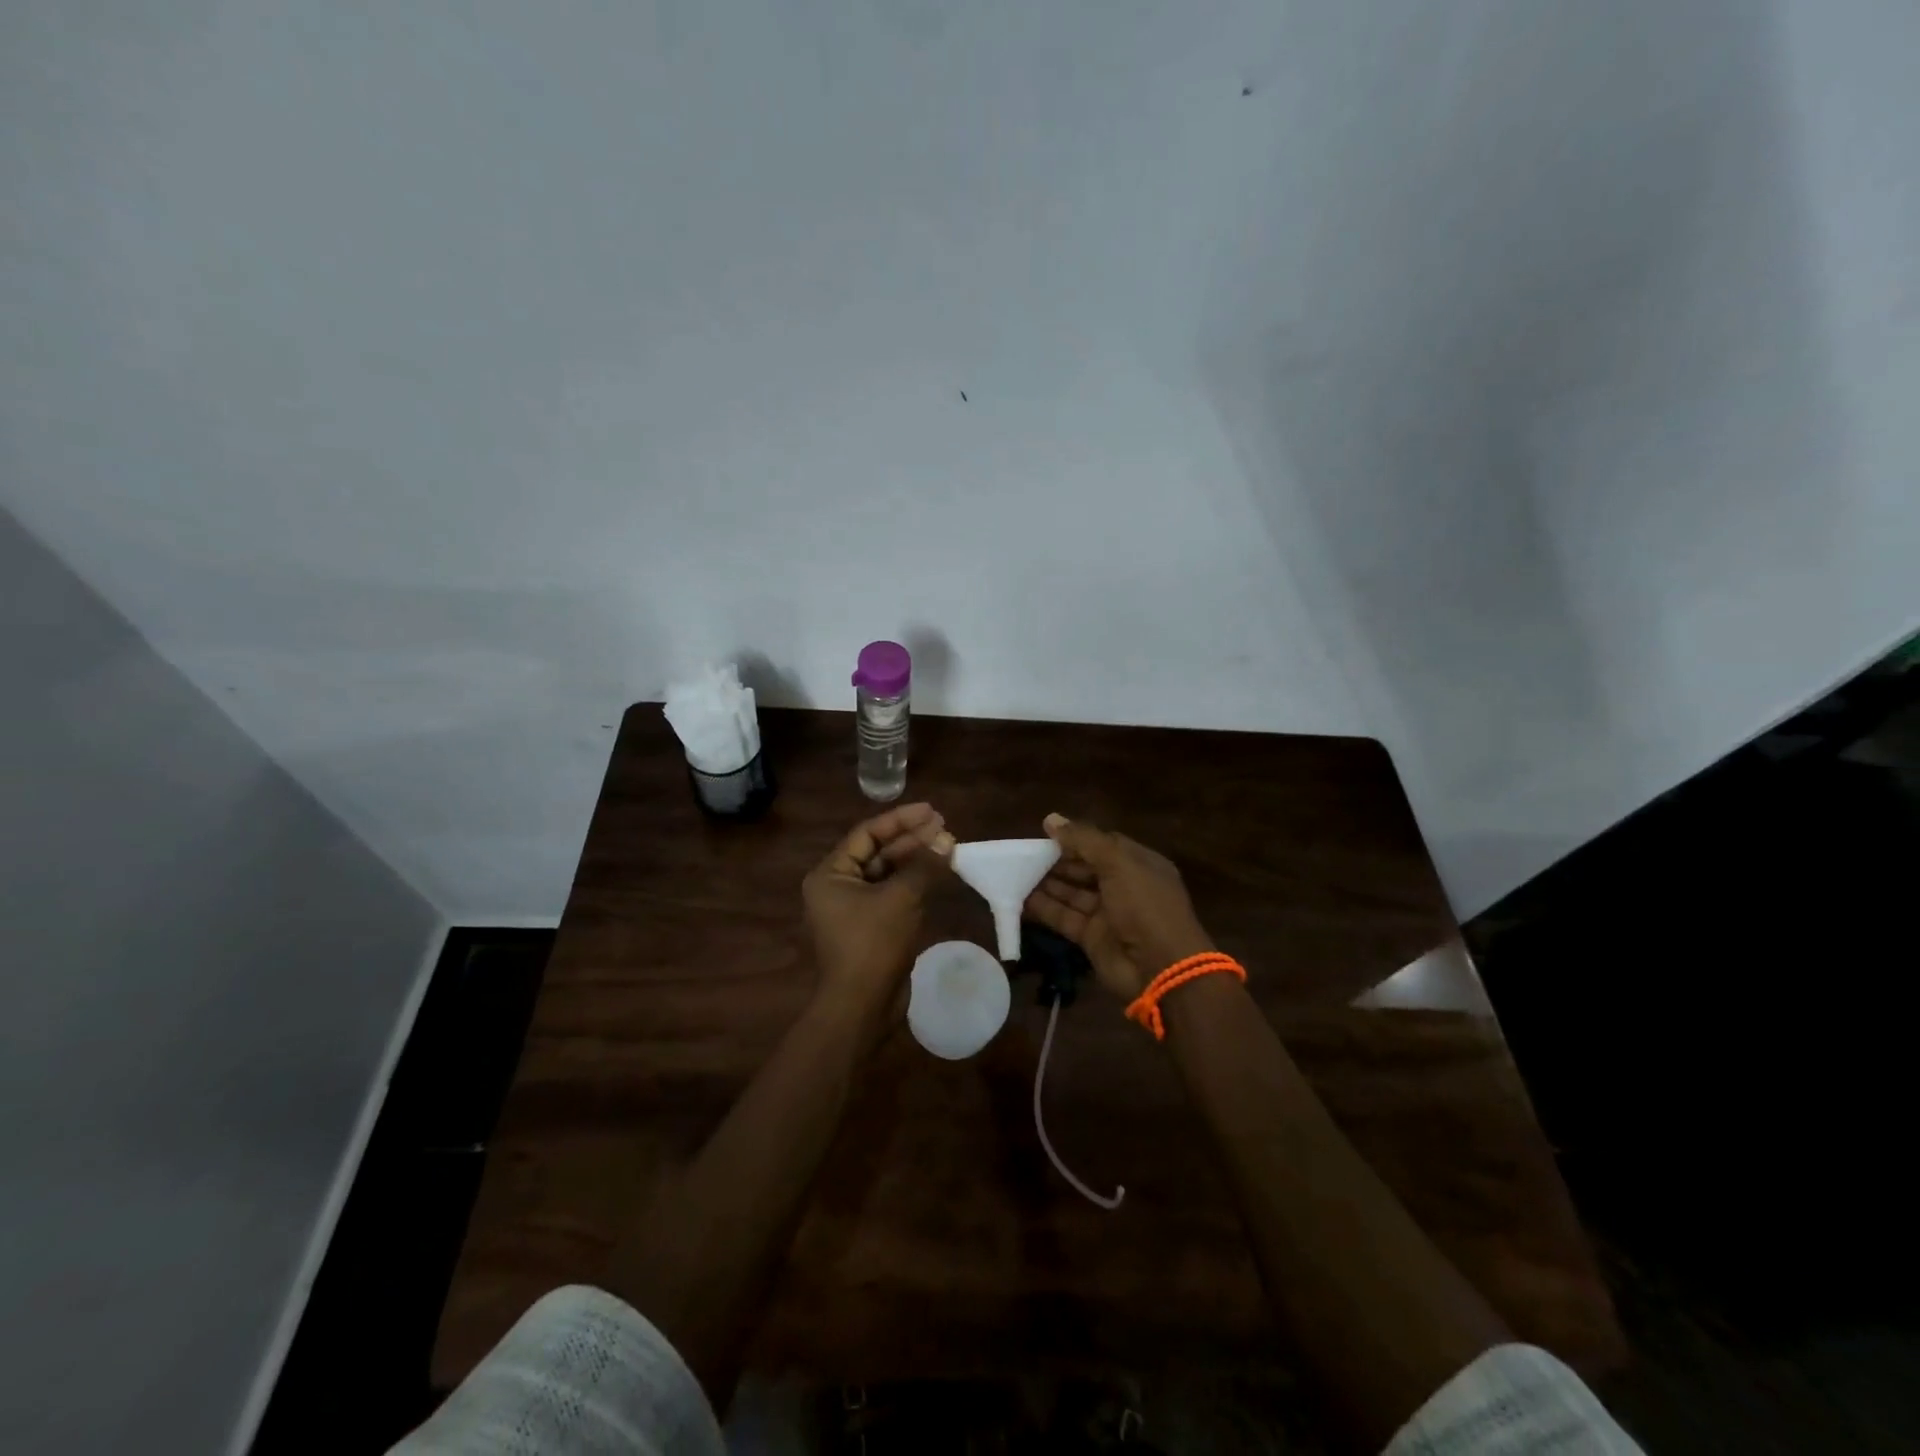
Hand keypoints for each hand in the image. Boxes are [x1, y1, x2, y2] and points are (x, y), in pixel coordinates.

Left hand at [803, 803, 954, 1013]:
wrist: (862, 1007)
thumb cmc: (873, 945)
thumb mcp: (900, 898)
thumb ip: (924, 865)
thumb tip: (947, 840)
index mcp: (831, 874)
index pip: (867, 834)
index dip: (901, 819)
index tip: (932, 811)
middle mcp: (837, 887)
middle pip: (878, 852)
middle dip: (912, 840)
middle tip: (945, 828)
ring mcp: (854, 909)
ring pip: (888, 874)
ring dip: (916, 861)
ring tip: (948, 846)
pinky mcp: (871, 928)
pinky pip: (893, 895)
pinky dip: (915, 884)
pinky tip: (939, 874)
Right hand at [1022, 812, 1213, 1000]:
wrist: (1160, 968)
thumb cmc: (1144, 905)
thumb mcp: (1118, 863)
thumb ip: (1083, 839)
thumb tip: (1051, 819)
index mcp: (1139, 864)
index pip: (1103, 845)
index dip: (1076, 838)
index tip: (1045, 834)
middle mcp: (1124, 887)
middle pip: (1085, 868)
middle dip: (1057, 861)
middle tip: (1024, 854)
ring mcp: (1108, 914)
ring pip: (1073, 893)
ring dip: (1047, 883)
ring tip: (1016, 872)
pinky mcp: (1092, 938)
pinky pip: (1065, 917)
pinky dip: (1045, 908)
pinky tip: (1020, 899)